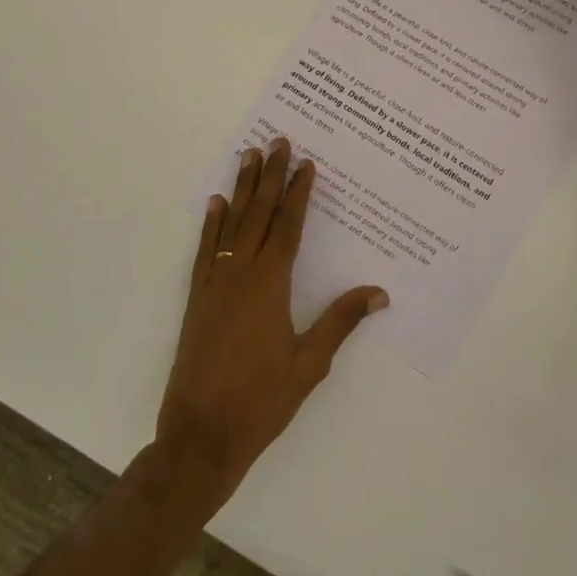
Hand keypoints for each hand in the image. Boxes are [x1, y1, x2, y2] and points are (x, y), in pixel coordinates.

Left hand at [157, 138, 386, 491]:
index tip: (306, 164)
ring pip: (231, 224)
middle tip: (277, 141)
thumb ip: (341, 322)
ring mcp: (215, 284)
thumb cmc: (262, 400)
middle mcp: (241, 274)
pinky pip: (206, 250)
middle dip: (271, 176)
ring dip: (241, 188)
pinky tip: (216, 204)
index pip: (289, 227)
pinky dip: (211, 224)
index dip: (298, 194)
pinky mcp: (197, 298)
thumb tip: (379, 292)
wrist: (201, 434)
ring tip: (248, 156)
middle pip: (259, 214)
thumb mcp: (310, 364)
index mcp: (271, 285)